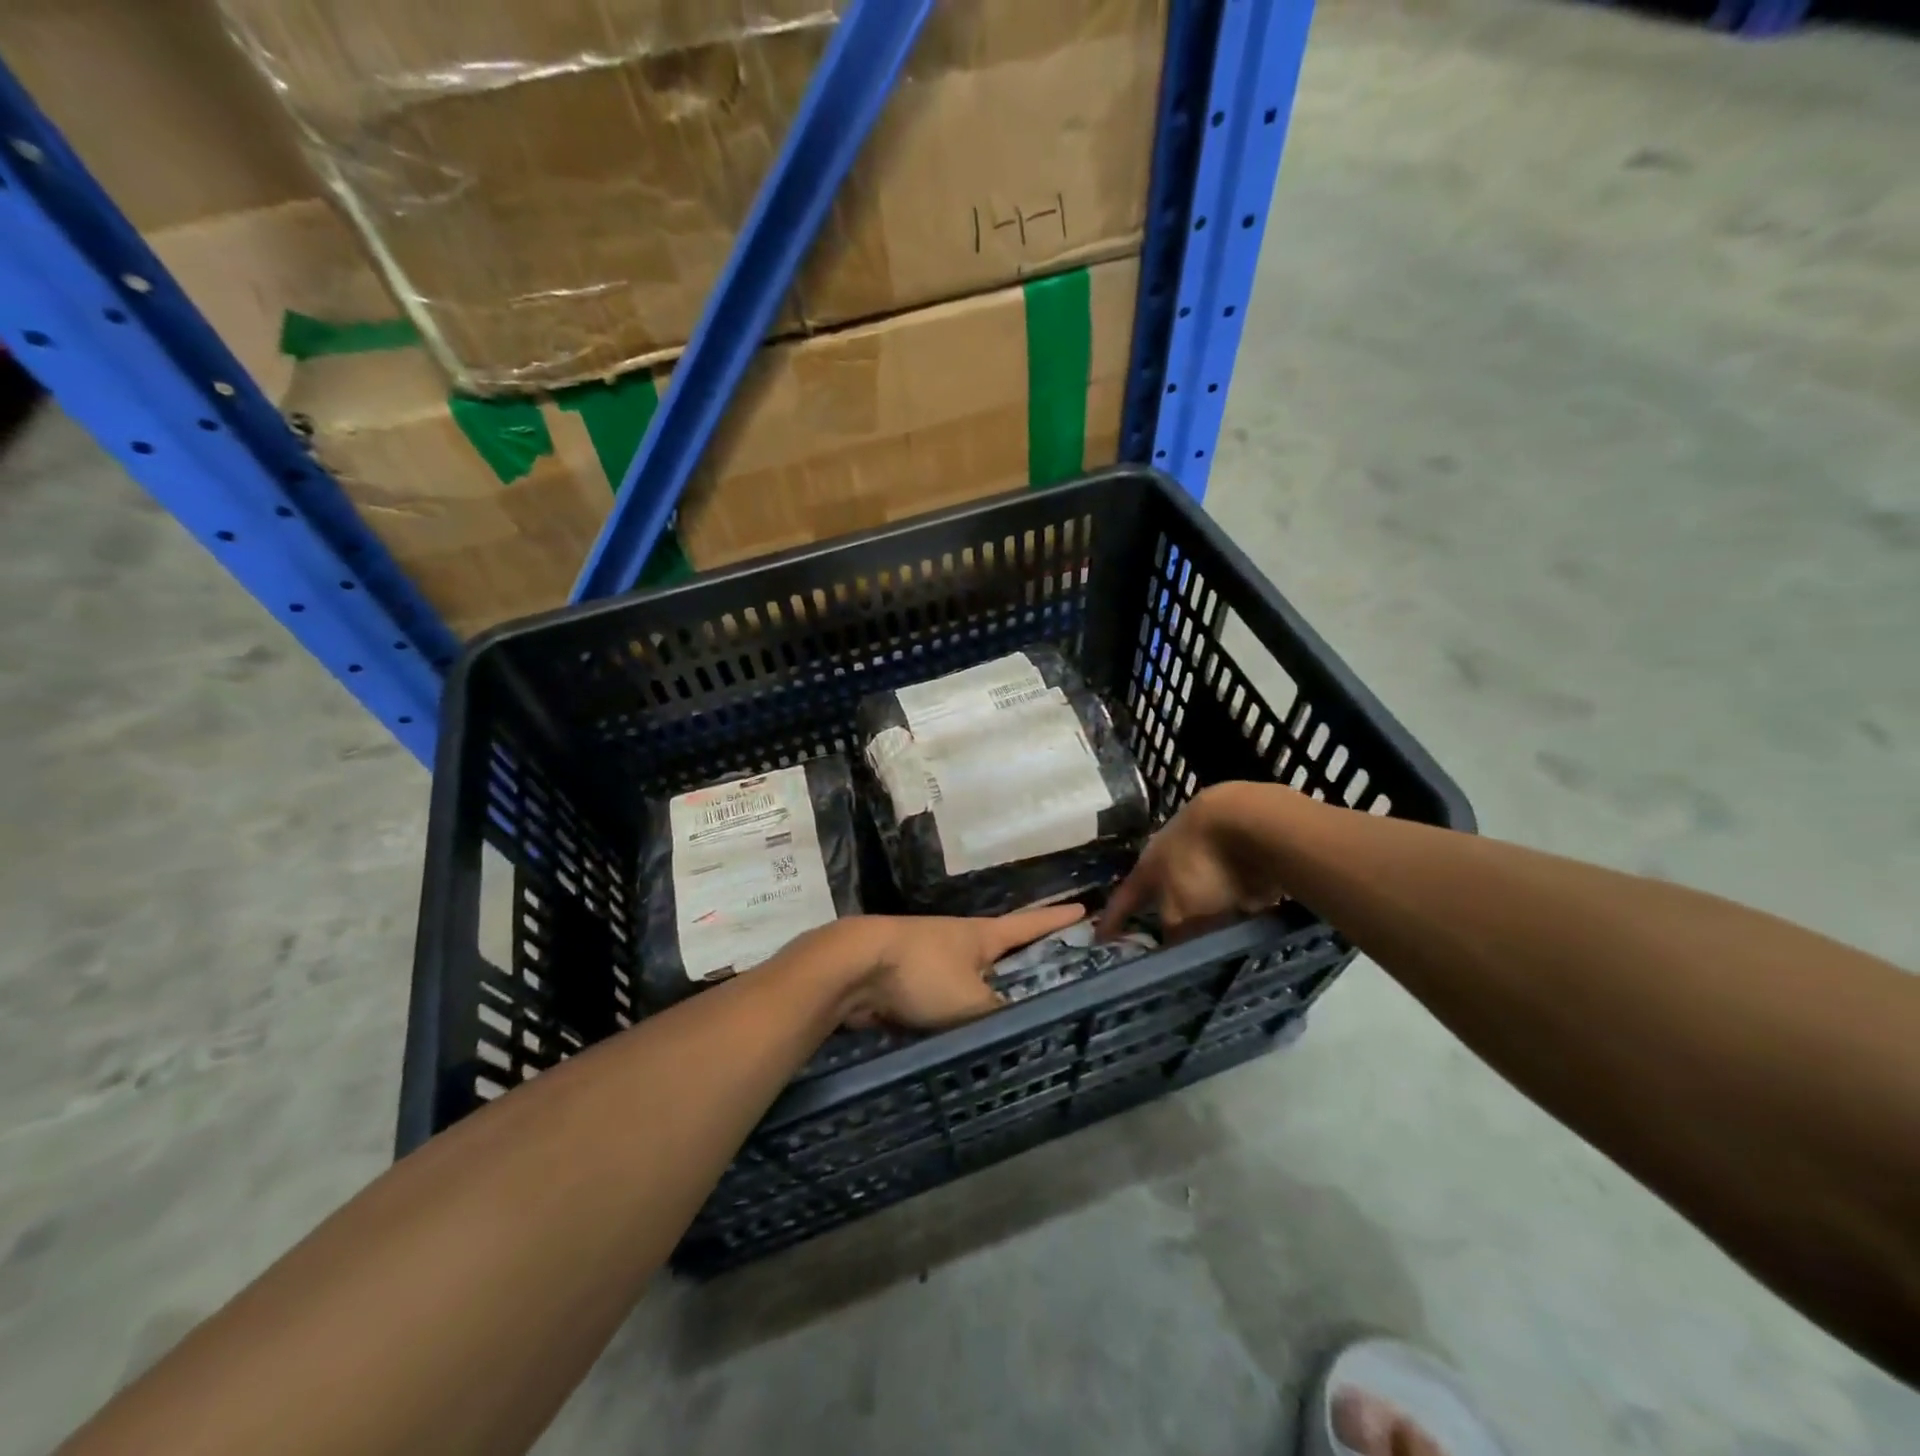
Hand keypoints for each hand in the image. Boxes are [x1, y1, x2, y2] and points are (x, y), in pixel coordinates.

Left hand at [839, 903, 1087, 1030]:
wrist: (852, 967)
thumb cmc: (921, 972)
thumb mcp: (970, 1001)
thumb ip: (998, 1017)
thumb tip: (1020, 1030)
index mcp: (981, 936)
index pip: (1029, 925)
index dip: (1056, 920)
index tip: (1082, 908)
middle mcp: (959, 941)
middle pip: (1000, 949)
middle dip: (1023, 959)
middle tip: (1052, 972)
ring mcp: (931, 958)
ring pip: (970, 976)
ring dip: (988, 989)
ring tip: (1011, 1013)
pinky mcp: (906, 980)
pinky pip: (944, 998)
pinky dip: (959, 1011)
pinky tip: (967, 1033)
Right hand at [1098, 783, 1288, 941]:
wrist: (1253, 821)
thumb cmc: (1202, 866)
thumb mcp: (1181, 912)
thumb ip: (1173, 933)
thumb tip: (1171, 946)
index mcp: (1148, 866)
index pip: (1123, 898)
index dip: (1111, 920)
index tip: (1099, 939)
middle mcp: (1172, 855)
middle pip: (1162, 888)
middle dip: (1160, 909)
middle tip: (1162, 938)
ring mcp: (1207, 848)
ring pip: (1199, 885)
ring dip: (1201, 905)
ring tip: (1208, 933)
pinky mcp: (1242, 850)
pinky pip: (1232, 883)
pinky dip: (1233, 898)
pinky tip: (1243, 915)